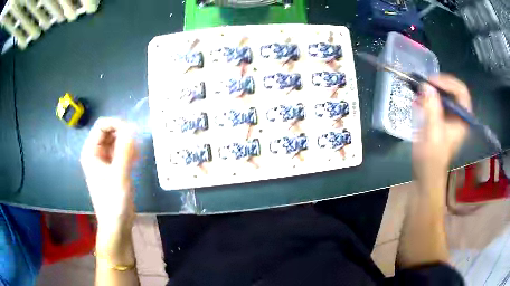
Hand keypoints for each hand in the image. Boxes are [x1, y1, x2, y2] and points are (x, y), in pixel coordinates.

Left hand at [80, 117, 137, 243]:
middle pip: (109, 131)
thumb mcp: (119, 175)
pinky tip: (135, 160)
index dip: (116, 124)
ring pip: (116, 141)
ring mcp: (104, 160)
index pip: (102, 126)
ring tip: (136, 155)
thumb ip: (125, 150)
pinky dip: (128, 152)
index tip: (132, 131)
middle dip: (123, 134)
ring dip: (127, 144)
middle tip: (136, 145)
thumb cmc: (113, 201)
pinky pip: (120, 151)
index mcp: (91, 152)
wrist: (116, 223)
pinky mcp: (112, 167)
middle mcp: (96, 153)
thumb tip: (132, 128)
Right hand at [412, 74, 471, 185]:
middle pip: (453, 89)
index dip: (447, 82)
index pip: (461, 91)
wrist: (427, 173)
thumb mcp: (432, 133)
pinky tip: (418, 99)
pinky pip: (437, 101)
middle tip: (424, 83)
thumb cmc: (432, 157)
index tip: (431, 82)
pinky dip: (428, 97)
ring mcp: (451, 117)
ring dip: (432, 89)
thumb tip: (426, 85)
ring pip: (445, 94)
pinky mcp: (442, 119)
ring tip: (419, 90)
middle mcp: (459, 115)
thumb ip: (431, 108)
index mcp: (463, 119)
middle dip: (439, 84)